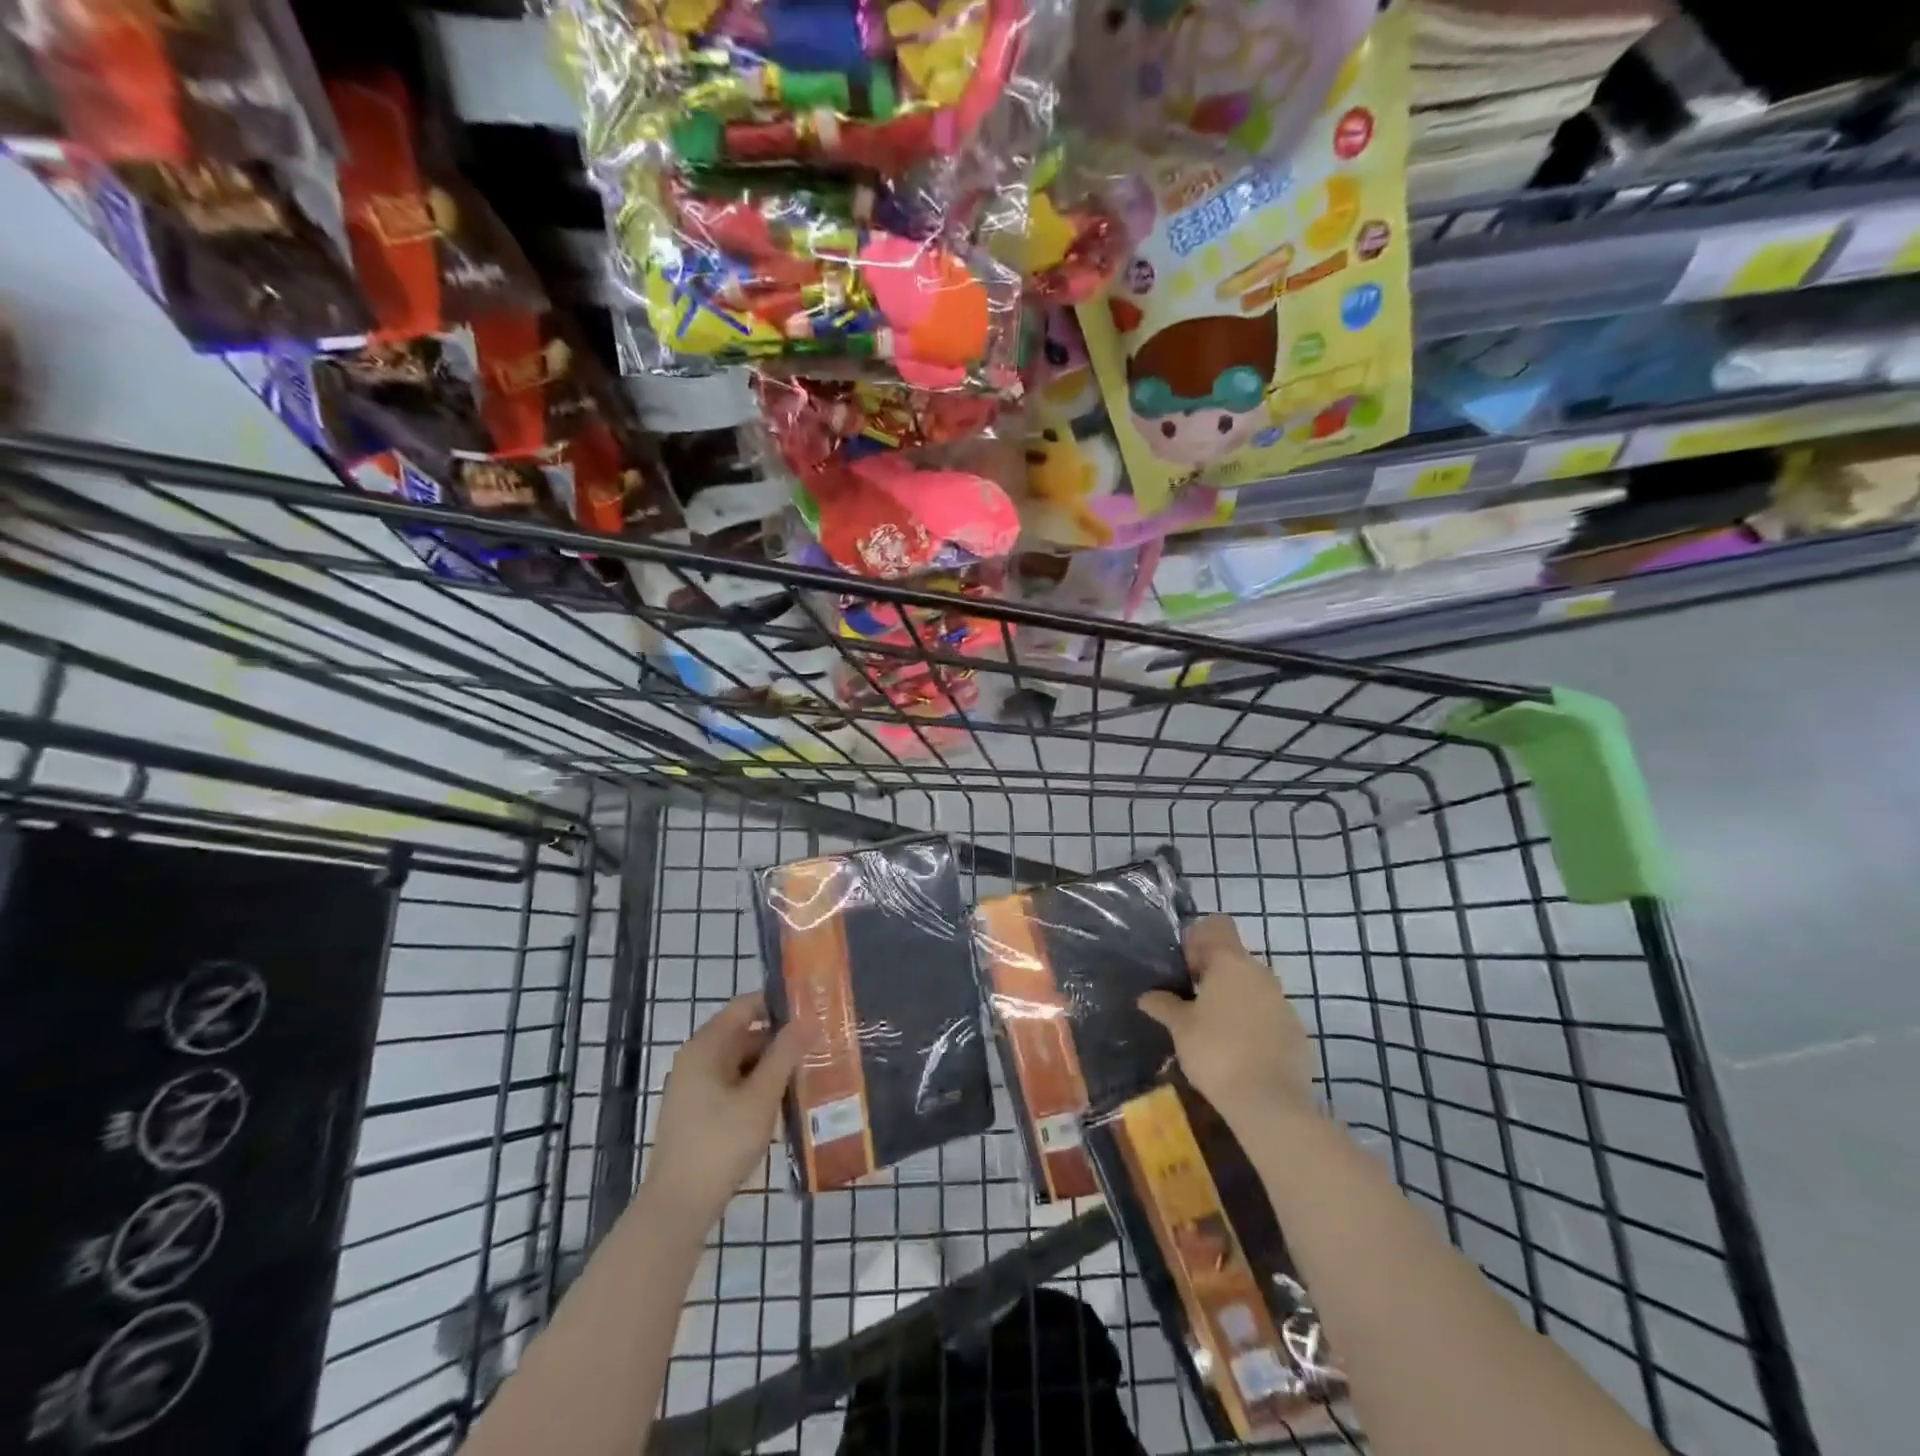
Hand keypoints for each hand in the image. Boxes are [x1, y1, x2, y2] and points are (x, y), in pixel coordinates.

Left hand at [643, 993, 804, 1227]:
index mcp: (706, 1046)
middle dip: (781, 1040)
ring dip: (772, 1067)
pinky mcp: (698, 1114)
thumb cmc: (720, 1143)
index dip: (778, 1004)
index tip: (812, 1008)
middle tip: (819, 1044)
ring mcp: (694, 1088)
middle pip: (744, 1035)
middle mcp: (696, 1060)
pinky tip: (784, 1103)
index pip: (746, 1006)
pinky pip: (734, 1086)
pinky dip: (758, 1088)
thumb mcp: (761, 1096)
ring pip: (741, 1063)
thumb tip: (810, 1018)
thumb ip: (786, 1054)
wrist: (677, 1208)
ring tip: (810, 1072)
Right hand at [1139, 917, 1317, 1126]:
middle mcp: (1260, 973)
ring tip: (1211, 1029)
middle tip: (1188, 1001)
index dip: (1198, 938)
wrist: (1271, 1103)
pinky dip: (1251, 1023)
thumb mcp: (1180, 1028)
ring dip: (1231, 999)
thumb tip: (1147, 996)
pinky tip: (1236, 1051)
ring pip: (1250, 987)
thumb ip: (1163, 1005)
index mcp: (1231, 962)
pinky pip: (1267, 1014)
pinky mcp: (1295, 1031)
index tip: (1183, 967)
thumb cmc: (1217, 1052)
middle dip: (1211, 974)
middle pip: (1233, 958)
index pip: (1217, 925)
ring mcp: (1282, 1002)